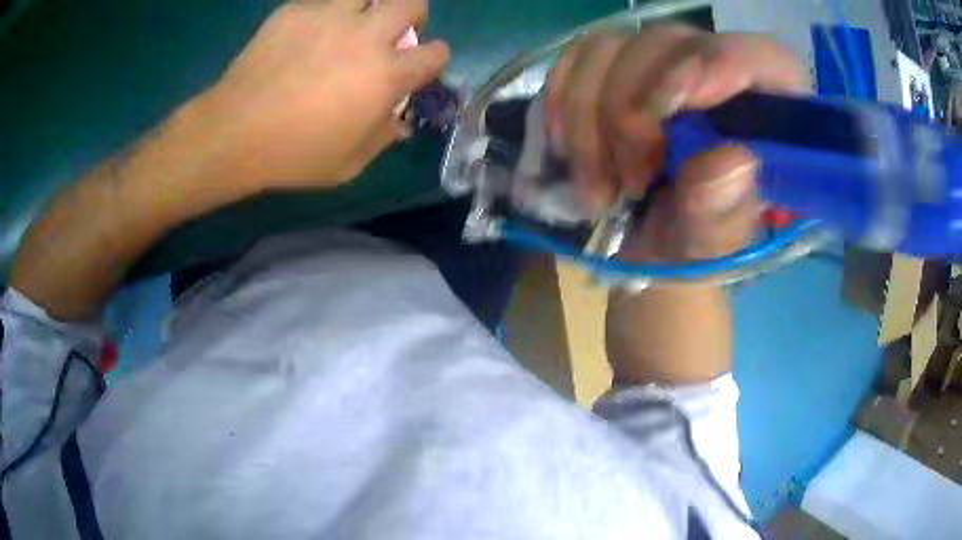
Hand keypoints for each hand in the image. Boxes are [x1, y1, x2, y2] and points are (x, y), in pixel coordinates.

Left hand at [199, 0, 449, 193]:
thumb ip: (383, 137)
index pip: (435, 54)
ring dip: (369, 7)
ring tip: (351, 25)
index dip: (432, 60)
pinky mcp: (295, 11)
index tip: (419, 68)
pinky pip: (321, 2)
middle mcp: (365, 36)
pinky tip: (307, 37)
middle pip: (411, 2)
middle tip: (393, 31)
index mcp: (385, 75)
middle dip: (413, 15)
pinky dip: (324, 16)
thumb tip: (399, 121)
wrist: (233, 132)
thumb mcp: (348, 164)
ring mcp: (328, 17)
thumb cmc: (293, 155)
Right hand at [545, 25, 809, 262]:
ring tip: (599, 189)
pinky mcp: (615, 66)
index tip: (682, 100)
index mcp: (767, 115)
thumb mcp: (712, 246)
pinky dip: (562, 104)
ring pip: (611, 49)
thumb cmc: (694, 248)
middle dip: (633, 113)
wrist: (647, 247)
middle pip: (669, 44)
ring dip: (589, 120)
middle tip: (630, 183)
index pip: (765, 61)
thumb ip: (723, 213)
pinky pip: (577, 60)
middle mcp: (716, 70)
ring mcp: (661, 62)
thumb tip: (732, 161)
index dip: (726, 63)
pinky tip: (569, 149)